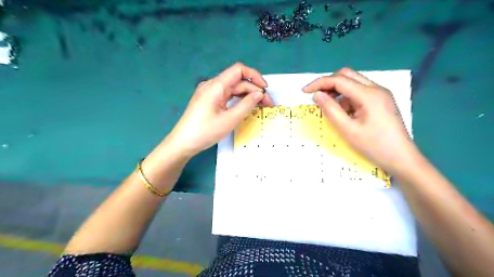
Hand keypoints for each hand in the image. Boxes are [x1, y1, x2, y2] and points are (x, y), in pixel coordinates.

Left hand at [168, 63, 271, 157]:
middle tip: (267, 104)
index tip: (265, 89)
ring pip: (233, 89)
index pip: (239, 70)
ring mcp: (210, 93)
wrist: (183, 143)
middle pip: (238, 81)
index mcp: (216, 85)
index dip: (255, 76)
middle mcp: (212, 85)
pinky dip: (238, 100)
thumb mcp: (230, 119)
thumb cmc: (205, 131)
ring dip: (247, 95)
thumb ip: (246, 104)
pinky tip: (246, 106)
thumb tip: (259, 93)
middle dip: (254, 90)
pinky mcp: (209, 100)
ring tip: (261, 106)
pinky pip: (227, 96)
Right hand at [304, 67, 417, 173]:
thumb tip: (317, 95)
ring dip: (337, 90)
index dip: (319, 83)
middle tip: (316, 96)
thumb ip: (331, 110)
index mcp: (369, 95)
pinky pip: (359, 92)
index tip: (305, 91)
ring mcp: (380, 94)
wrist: (402, 159)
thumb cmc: (374, 146)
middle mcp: (376, 89)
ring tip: (328, 106)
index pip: (339, 80)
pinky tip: (343, 112)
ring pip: (353, 82)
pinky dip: (346, 97)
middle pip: (347, 75)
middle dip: (328, 83)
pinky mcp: (381, 101)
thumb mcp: (348, 130)